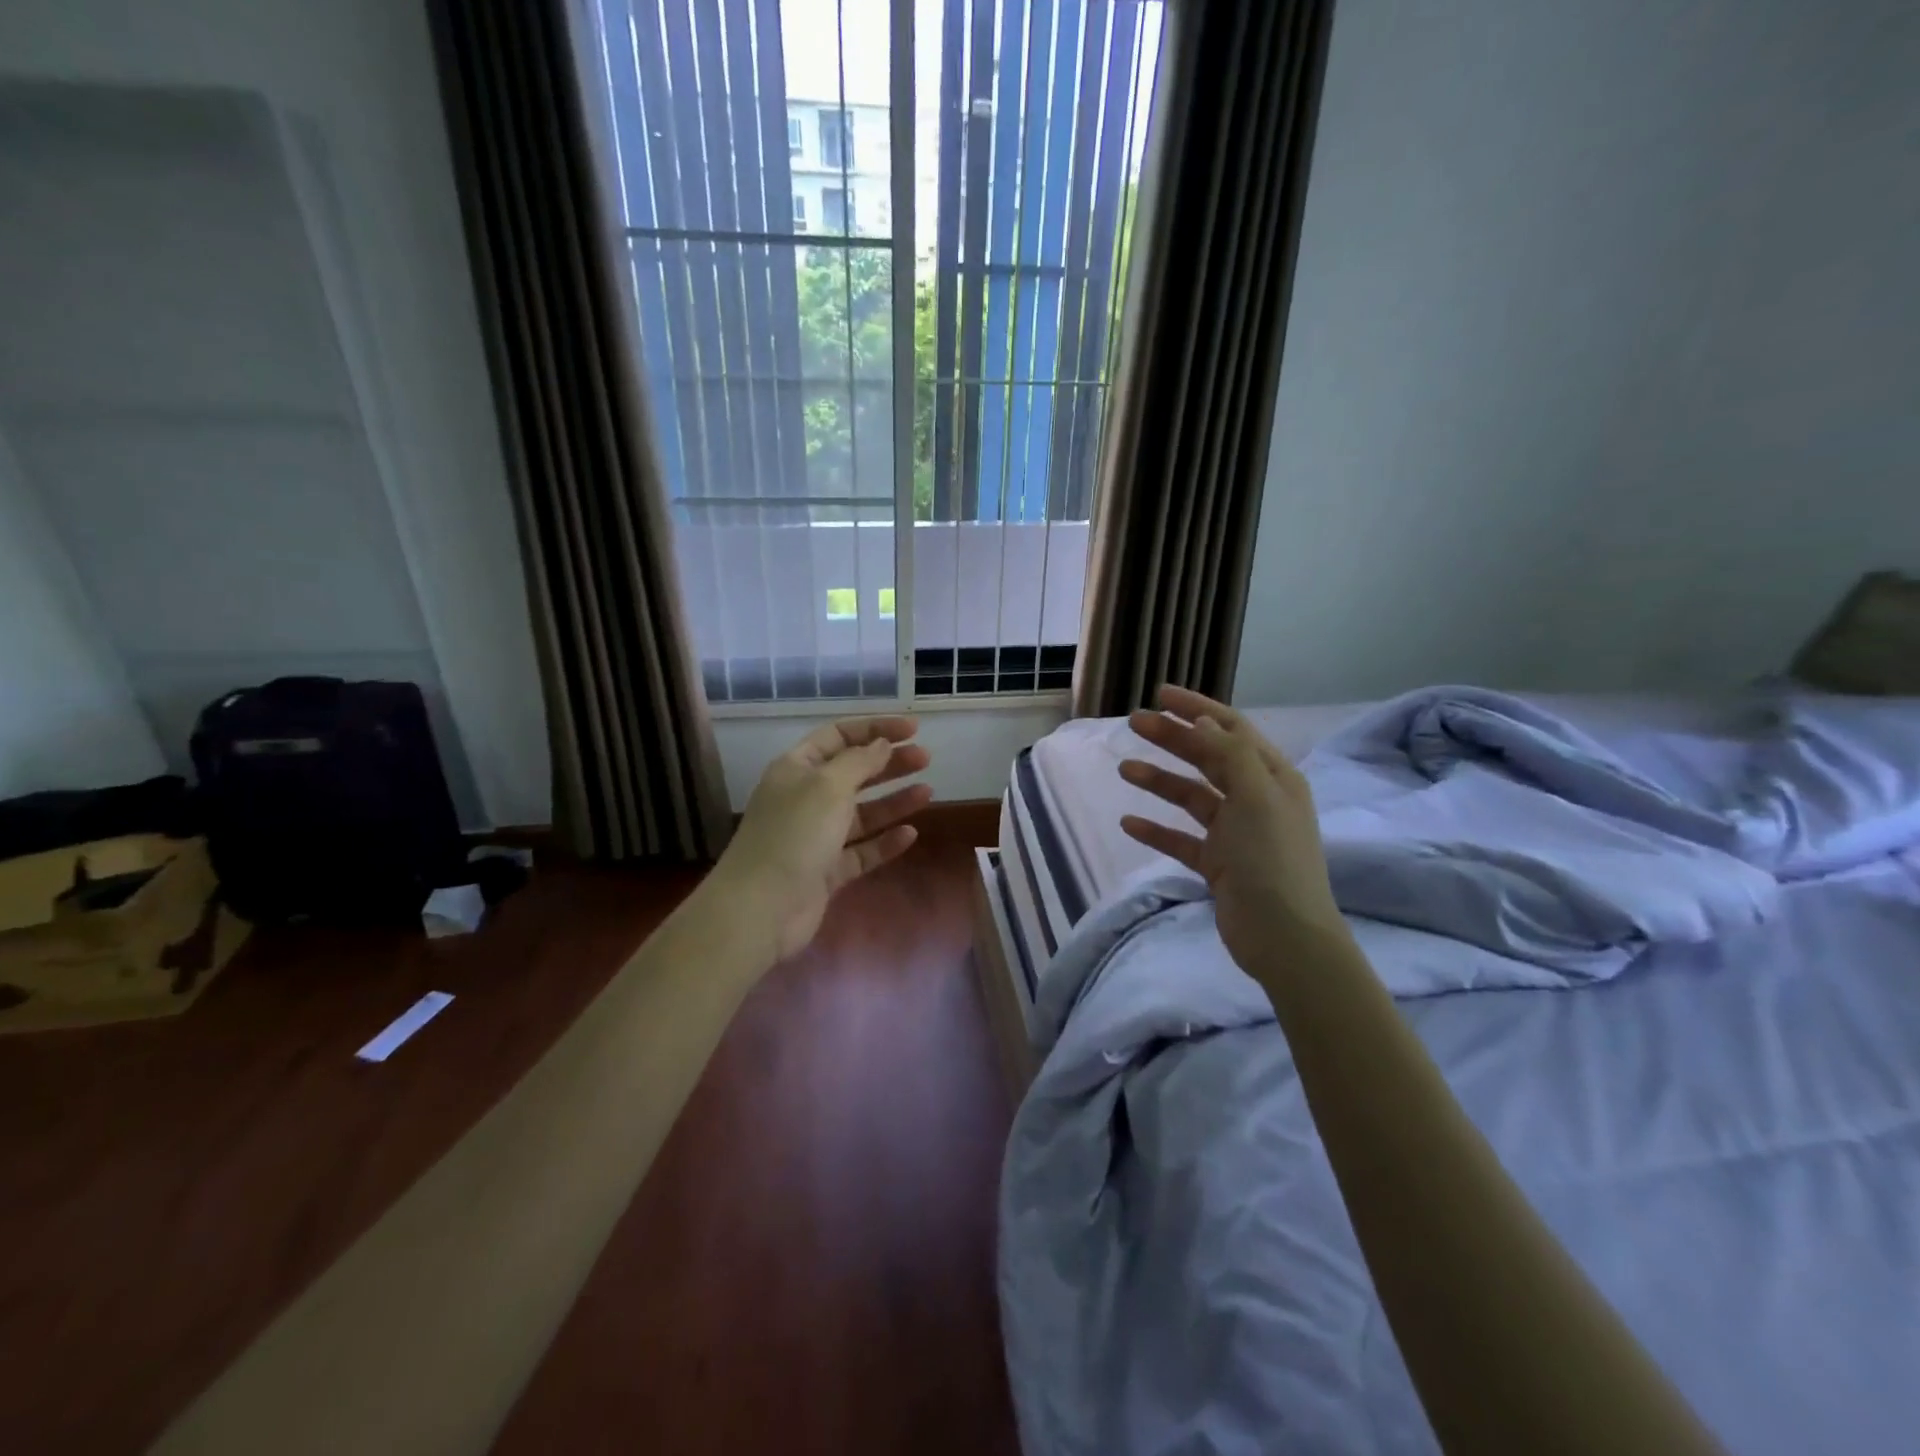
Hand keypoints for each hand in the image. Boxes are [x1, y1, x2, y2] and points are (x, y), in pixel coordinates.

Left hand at [712, 717, 931, 964]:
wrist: (762, 908)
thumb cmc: (794, 834)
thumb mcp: (828, 786)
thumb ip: (860, 762)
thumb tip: (881, 745)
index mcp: (797, 768)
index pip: (838, 736)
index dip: (875, 729)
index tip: (912, 729)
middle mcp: (806, 798)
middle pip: (853, 773)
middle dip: (889, 763)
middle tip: (926, 759)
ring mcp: (816, 837)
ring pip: (862, 813)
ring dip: (893, 801)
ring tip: (928, 792)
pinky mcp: (827, 871)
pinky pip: (862, 851)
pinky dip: (885, 841)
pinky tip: (910, 834)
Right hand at [1118, 687, 1348, 977]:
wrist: (1283, 936)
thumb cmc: (1272, 859)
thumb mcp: (1255, 796)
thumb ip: (1229, 754)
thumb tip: (1202, 720)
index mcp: (1272, 777)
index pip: (1231, 730)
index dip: (1196, 708)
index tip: (1160, 695)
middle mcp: (1255, 799)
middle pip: (1208, 758)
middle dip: (1172, 739)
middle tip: (1133, 723)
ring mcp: (1235, 833)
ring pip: (1191, 796)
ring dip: (1160, 781)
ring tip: (1124, 769)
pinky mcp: (1218, 864)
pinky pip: (1181, 838)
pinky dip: (1157, 829)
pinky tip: (1129, 822)